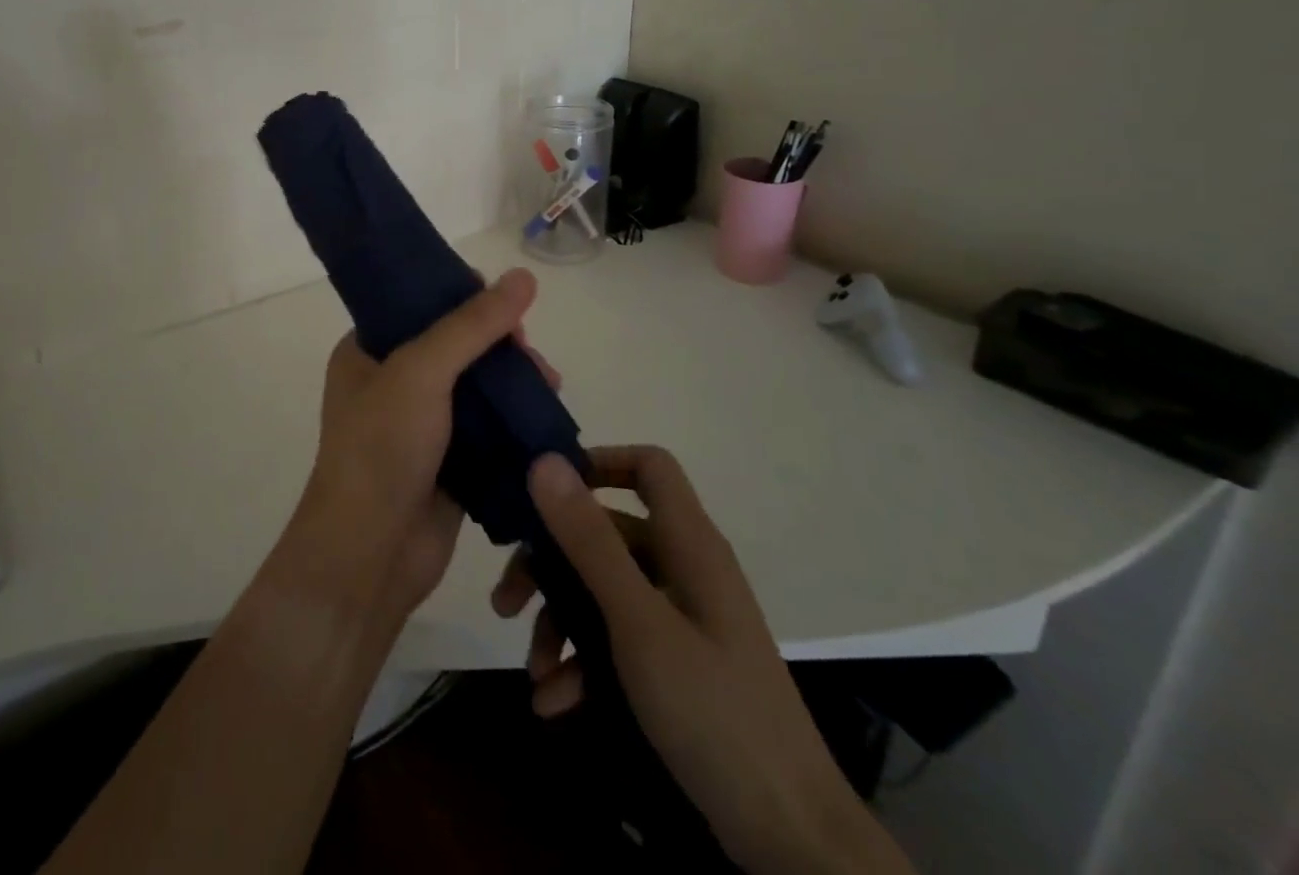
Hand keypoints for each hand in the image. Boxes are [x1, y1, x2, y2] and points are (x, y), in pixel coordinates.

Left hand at [297, 270, 558, 628]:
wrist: (370, 554)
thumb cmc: (382, 448)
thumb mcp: (421, 371)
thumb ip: (472, 325)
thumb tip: (523, 276)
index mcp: (366, 352)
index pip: (419, 306)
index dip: (463, 299)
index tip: (505, 304)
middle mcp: (391, 383)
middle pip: (456, 347)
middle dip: (500, 346)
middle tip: (532, 355)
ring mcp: (420, 426)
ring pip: (477, 389)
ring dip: (514, 383)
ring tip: (550, 384)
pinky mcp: (449, 463)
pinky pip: (488, 430)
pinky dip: (516, 422)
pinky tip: (546, 417)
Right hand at [492, 448, 914, 874]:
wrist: (791, 840)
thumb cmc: (714, 712)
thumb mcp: (639, 623)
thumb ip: (590, 541)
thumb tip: (544, 461)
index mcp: (688, 544)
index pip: (648, 466)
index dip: (598, 463)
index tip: (544, 492)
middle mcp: (684, 569)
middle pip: (607, 534)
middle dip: (551, 564)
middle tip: (507, 600)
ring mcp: (681, 618)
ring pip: (604, 591)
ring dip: (561, 623)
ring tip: (533, 669)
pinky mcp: (676, 664)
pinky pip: (617, 640)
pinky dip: (583, 663)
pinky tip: (555, 703)